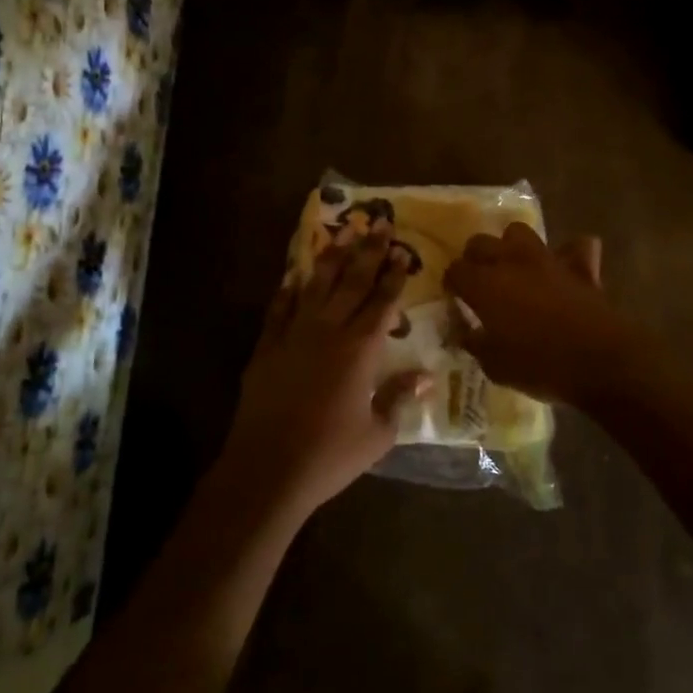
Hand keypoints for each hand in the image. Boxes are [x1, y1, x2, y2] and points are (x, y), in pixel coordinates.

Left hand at [220, 227, 428, 519]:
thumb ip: (400, 399)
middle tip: (379, 223)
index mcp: (360, 350)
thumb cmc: (330, 456)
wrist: (267, 469)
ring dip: (332, 257)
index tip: (402, 251)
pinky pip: (280, 308)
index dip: (394, 276)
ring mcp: (294, 335)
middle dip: (368, 251)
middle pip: (352, 282)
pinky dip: (288, 289)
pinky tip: (295, 274)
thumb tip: (425, 376)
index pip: (382, 302)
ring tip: (343, 232)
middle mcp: (329, 331)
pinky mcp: (267, 347)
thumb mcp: (378, 434)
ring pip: (317, 286)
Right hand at [443, 223, 644, 409]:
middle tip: (480, 282)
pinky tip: (565, 269)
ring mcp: (547, 259)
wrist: (600, 361)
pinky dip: (569, 254)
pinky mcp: (579, 266)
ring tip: (515, 269)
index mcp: (485, 284)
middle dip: (475, 258)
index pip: (456, 270)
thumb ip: (475, 343)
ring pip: (519, 232)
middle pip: (481, 242)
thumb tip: (465, 332)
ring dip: (512, 246)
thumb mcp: (495, 366)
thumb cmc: (540, 366)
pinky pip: (574, 247)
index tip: (456, 298)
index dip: (453, 283)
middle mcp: (511, 262)